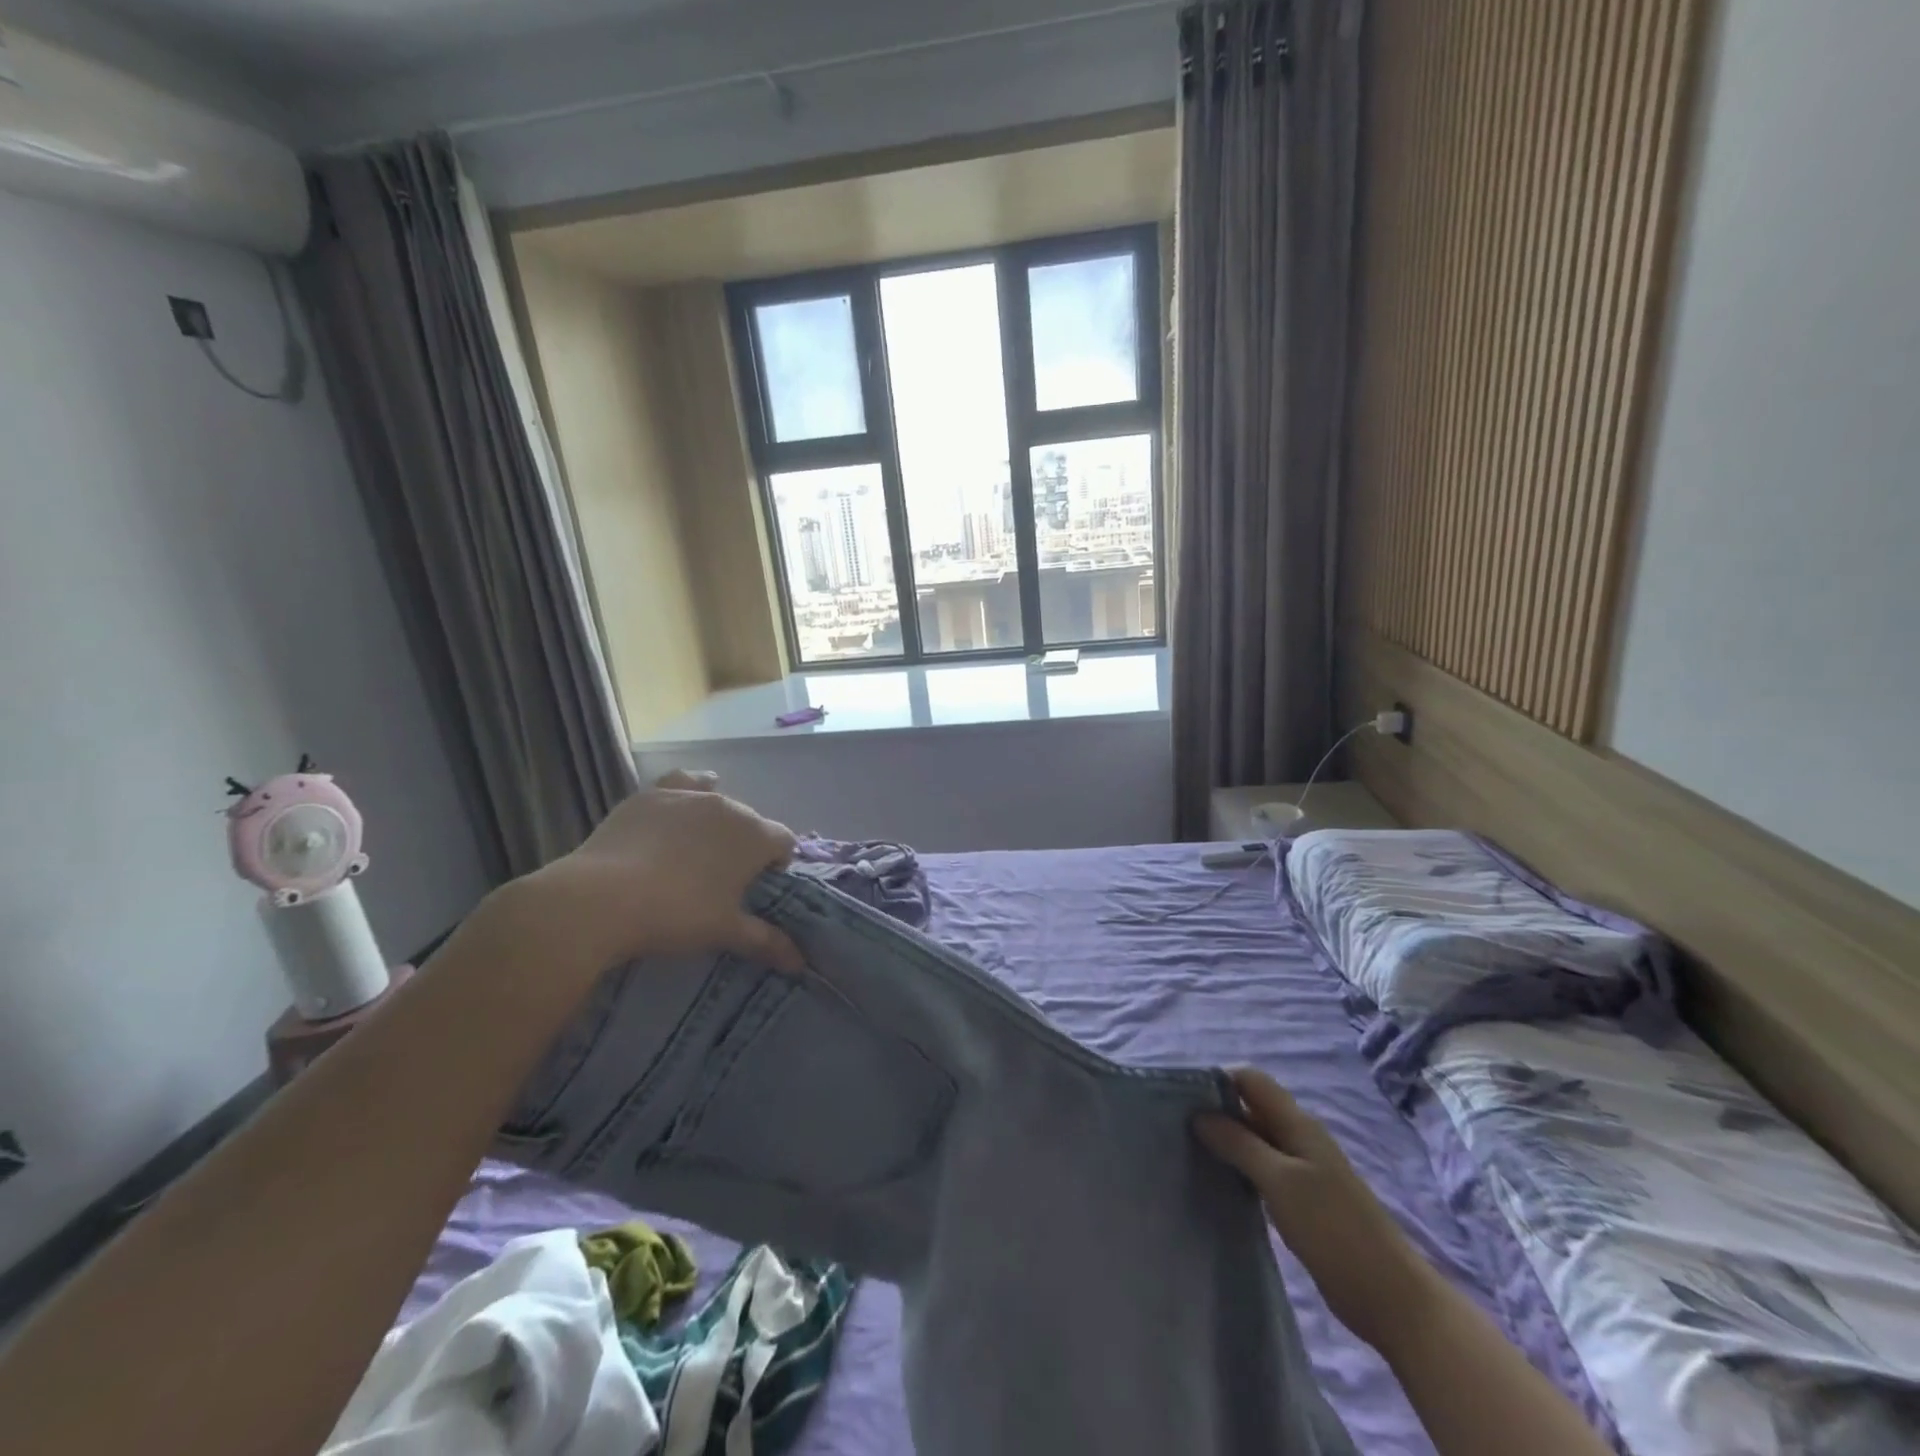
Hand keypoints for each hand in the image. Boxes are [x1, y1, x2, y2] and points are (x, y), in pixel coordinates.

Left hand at [517, 771, 802, 973]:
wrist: (602, 899)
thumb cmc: (677, 915)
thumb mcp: (726, 932)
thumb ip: (767, 942)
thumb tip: (800, 963)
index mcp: (755, 836)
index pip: (784, 842)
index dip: (777, 864)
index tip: (757, 889)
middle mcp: (729, 806)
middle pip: (751, 821)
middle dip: (745, 845)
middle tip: (723, 880)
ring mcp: (689, 796)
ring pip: (719, 800)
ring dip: (718, 821)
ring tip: (700, 847)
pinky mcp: (652, 795)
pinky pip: (683, 782)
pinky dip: (691, 788)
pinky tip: (686, 798)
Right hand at [1195, 1068, 1439, 1350]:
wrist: (1392, 1299)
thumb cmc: (1335, 1230)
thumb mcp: (1281, 1181)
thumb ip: (1239, 1143)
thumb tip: (1198, 1114)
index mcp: (1297, 1123)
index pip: (1250, 1080)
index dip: (1218, 1081)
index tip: (1182, 1099)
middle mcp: (1298, 1138)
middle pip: (1250, 1107)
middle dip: (1216, 1111)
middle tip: (1176, 1128)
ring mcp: (1301, 1170)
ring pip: (1254, 1140)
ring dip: (1225, 1142)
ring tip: (1188, 1154)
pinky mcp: (1301, 1201)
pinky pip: (1261, 1170)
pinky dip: (1239, 1170)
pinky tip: (1218, 1184)